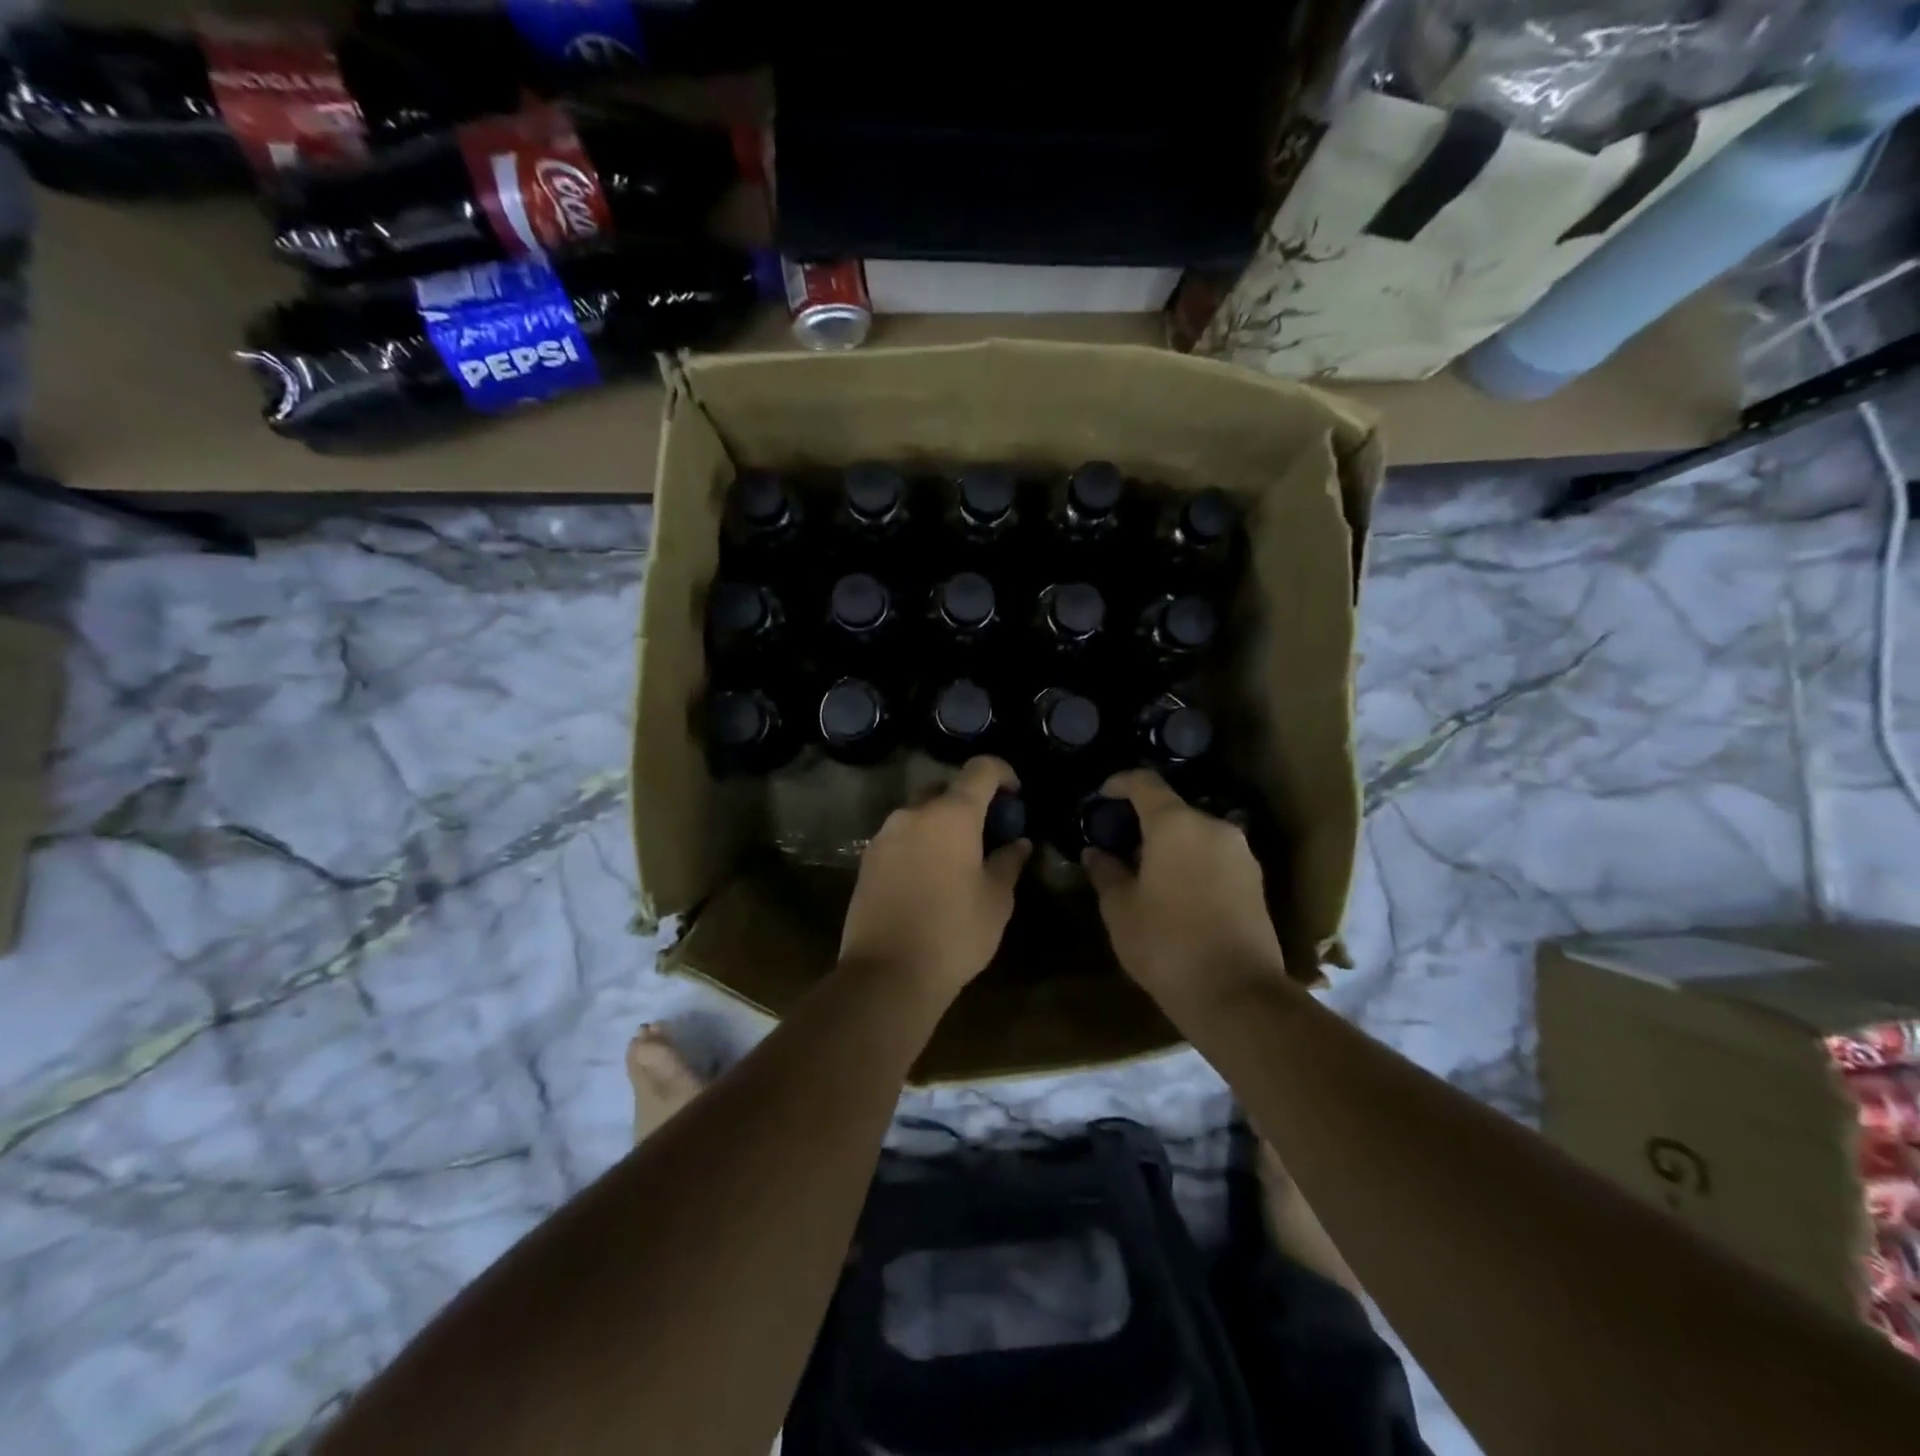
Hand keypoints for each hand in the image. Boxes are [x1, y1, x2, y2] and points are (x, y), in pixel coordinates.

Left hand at [839, 757, 1031, 1001]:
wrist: (887, 974)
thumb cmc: (954, 933)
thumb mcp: (996, 900)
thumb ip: (1008, 862)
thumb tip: (1018, 843)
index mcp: (951, 814)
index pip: (980, 770)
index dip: (1003, 773)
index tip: (1015, 795)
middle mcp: (914, 813)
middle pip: (946, 789)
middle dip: (969, 802)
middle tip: (987, 832)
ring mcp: (885, 835)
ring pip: (919, 813)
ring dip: (941, 824)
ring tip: (958, 858)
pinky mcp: (867, 859)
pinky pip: (900, 837)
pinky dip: (919, 843)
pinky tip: (929, 877)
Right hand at [1083, 770, 1285, 1009]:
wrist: (1237, 994)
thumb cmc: (1167, 944)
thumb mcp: (1121, 910)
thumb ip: (1106, 872)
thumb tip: (1095, 852)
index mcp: (1175, 824)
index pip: (1144, 783)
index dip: (1120, 783)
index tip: (1102, 795)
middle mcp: (1213, 827)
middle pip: (1173, 810)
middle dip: (1144, 822)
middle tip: (1120, 846)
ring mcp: (1240, 852)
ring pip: (1196, 834)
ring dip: (1171, 845)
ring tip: (1148, 873)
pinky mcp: (1256, 880)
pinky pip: (1215, 856)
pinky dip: (1193, 862)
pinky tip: (1178, 892)